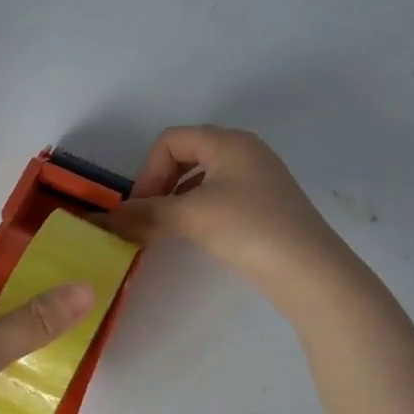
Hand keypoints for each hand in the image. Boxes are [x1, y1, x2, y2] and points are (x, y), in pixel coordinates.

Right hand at [107, 126, 352, 311]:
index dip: (147, 170)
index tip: (141, 206)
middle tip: (149, 217)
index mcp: (229, 142)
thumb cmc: (249, 228)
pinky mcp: (266, 207)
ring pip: (202, 179)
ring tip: (166, 229)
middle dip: (160, 184)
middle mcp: (245, 152)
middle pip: (186, 156)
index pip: (171, 140)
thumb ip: (144, 214)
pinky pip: (219, 197)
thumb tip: (102, 220)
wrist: (311, 273)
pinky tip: (195, 235)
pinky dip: (198, 210)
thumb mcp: (191, 216)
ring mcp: (259, 180)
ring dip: (177, 199)